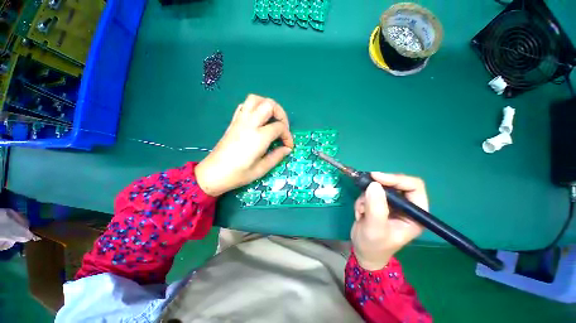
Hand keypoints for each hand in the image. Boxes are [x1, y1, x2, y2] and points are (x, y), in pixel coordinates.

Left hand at [195, 94, 293, 196]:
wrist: (213, 173)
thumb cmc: (238, 174)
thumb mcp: (261, 169)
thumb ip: (277, 156)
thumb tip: (287, 149)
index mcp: (258, 137)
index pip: (279, 127)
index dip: (288, 136)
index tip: (288, 146)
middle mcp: (250, 124)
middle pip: (269, 105)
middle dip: (281, 114)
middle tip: (283, 128)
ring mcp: (240, 121)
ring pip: (256, 99)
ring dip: (268, 105)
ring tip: (272, 119)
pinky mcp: (233, 122)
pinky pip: (244, 106)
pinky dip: (255, 107)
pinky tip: (258, 119)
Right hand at [351, 172, 427, 269]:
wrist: (363, 251)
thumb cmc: (374, 246)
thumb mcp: (375, 228)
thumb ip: (376, 207)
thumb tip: (374, 184)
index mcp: (416, 214)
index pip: (414, 187)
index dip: (396, 179)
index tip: (376, 178)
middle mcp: (406, 206)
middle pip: (395, 183)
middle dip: (377, 188)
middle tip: (364, 189)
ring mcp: (392, 204)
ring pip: (379, 187)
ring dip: (366, 196)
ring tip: (361, 211)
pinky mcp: (379, 203)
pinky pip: (369, 192)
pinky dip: (362, 200)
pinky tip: (359, 213)